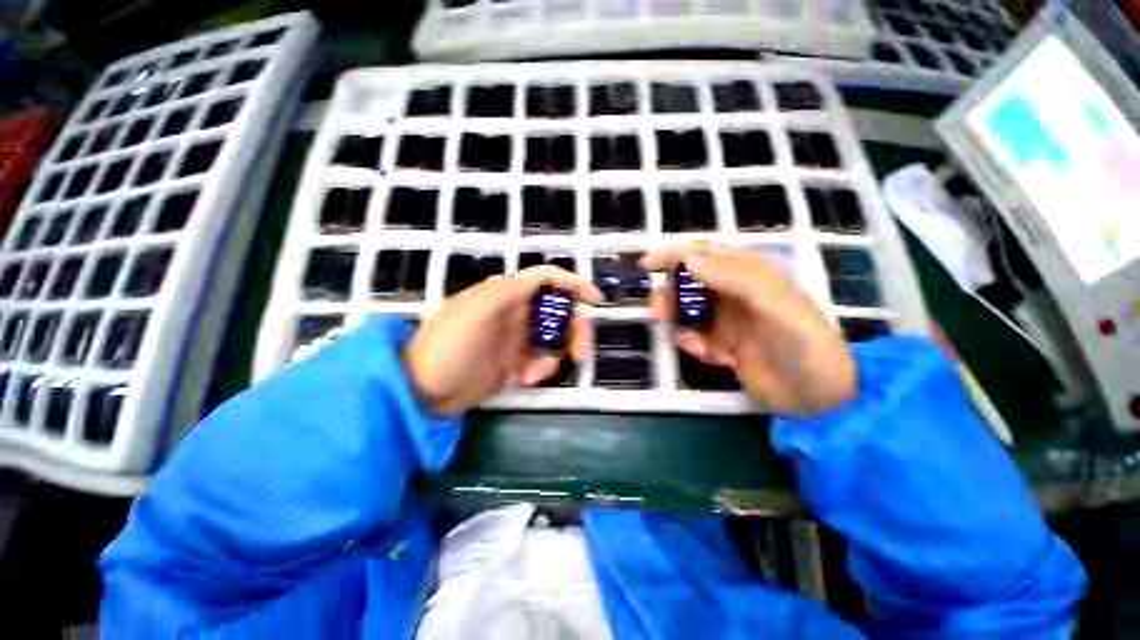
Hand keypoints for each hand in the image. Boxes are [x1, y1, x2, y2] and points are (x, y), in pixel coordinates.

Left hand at [406, 266, 602, 416]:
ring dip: (554, 357)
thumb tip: (543, 277)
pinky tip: (524, 380)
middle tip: (581, 354)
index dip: (573, 284)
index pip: (546, 279)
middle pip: (559, 311)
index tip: (595, 301)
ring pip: (554, 339)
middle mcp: (516, 312)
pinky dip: (541, 370)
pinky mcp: (515, 362)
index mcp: (506, 294)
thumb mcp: (475, 312)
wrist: (423, 392)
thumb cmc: (448, 347)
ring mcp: (517, 339)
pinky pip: (542, 361)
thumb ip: (509, 291)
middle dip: (574, 331)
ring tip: (533, 375)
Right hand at [643, 242, 856, 416]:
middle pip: (688, 283)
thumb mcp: (774, 303)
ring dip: (679, 321)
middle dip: (670, 294)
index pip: (705, 254)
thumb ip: (732, 277)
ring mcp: (725, 319)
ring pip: (686, 310)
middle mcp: (733, 293)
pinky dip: (693, 344)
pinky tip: (711, 357)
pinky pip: (693, 337)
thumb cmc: (802, 342)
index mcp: (749, 274)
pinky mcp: (721, 344)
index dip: (674, 254)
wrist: (816, 396)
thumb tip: (687, 258)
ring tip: (688, 340)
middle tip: (658, 310)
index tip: (647, 265)